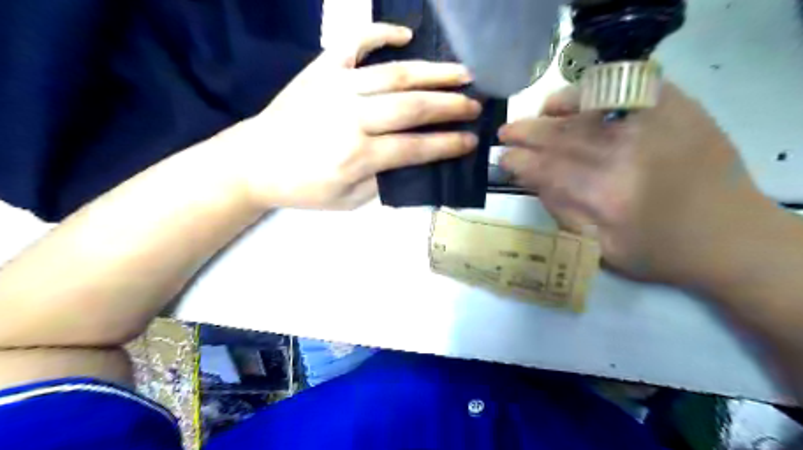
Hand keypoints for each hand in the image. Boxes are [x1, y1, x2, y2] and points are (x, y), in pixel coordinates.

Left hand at [217, 22, 479, 208]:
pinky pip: (355, 44)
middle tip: (476, 104)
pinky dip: (381, 34)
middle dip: (451, 106)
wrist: (254, 162)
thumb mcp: (348, 200)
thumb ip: (383, 181)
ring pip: (396, 74)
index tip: (471, 140)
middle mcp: (352, 117)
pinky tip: (405, 35)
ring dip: (434, 73)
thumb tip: (414, 161)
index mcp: (358, 156)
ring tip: (462, 72)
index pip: (416, 148)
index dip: (448, 144)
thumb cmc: (303, 188)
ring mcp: (337, 87)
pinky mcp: (321, 69)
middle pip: (413, 107)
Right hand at [500, 81, 771, 284]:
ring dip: (550, 113)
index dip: (519, 162)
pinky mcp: (674, 110)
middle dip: (525, 134)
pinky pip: (621, 90)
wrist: (731, 237)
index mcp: (605, 197)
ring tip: (532, 117)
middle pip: (560, 137)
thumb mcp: (601, 250)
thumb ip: (562, 214)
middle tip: (504, 134)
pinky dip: (591, 92)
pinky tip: (572, 101)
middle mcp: (625, 156)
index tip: (502, 159)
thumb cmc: (660, 253)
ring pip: (585, 112)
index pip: (546, 169)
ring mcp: (652, 127)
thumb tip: (532, 180)